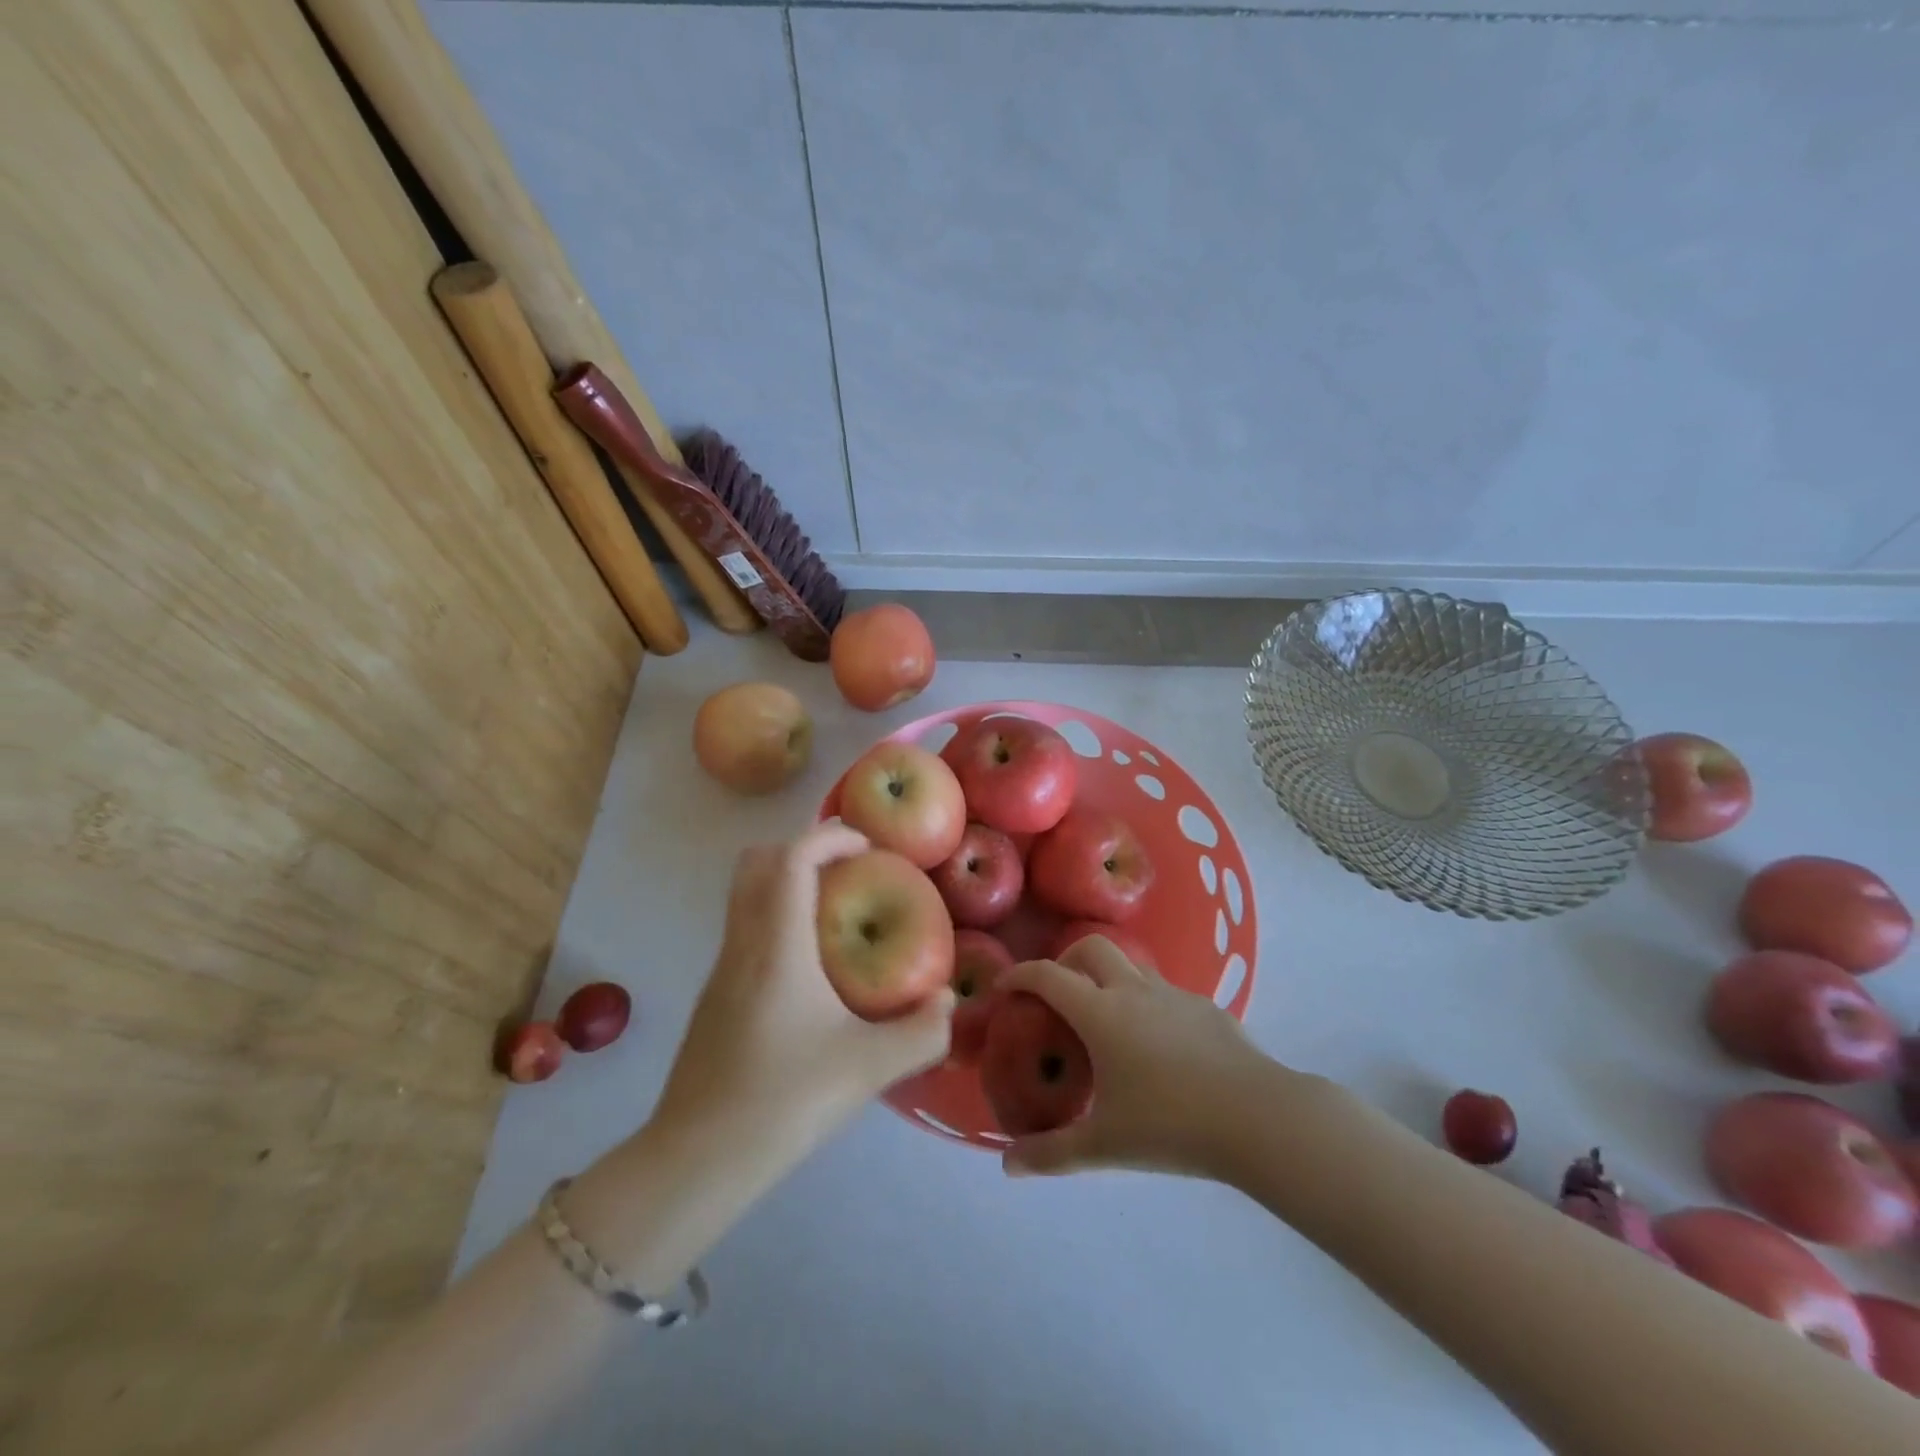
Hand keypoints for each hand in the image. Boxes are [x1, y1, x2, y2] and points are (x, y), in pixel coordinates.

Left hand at [649, 822, 953, 1173]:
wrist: (697, 1161)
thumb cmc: (784, 1102)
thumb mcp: (869, 1069)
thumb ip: (922, 1032)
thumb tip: (948, 1001)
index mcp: (777, 945)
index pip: (792, 858)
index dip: (829, 836)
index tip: (868, 846)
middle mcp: (742, 943)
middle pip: (755, 861)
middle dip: (802, 848)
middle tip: (848, 870)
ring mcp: (720, 969)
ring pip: (745, 894)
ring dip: (786, 883)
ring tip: (836, 913)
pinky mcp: (714, 996)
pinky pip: (744, 928)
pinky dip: (776, 917)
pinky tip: (810, 968)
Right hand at [994, 937, 1278, 1179]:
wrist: (1258, 1118)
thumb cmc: (1170, 1126)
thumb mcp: (1104, 1146)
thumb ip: (1051, 1153)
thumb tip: (1007, 1165)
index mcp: (1100, 1013)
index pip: (1048, 976)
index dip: (1020, 975)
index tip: (1004, 987)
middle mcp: (1133, 990)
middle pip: (1091, 948)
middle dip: (1066, 961)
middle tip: (1059, 995)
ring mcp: (1173, 994)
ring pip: (1131, 966)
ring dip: (1109, 978)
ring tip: (1108, 1022)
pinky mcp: (1206, 1007)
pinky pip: (1165, 993)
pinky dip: (1148, 1004)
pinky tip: (1159, 1047)